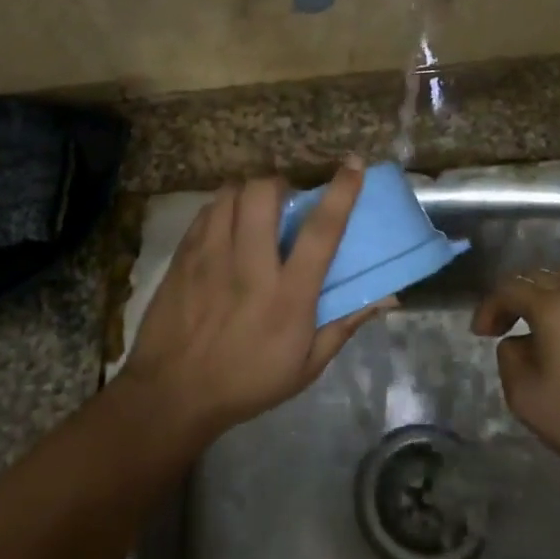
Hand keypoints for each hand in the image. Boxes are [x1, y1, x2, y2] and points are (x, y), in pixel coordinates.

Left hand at [122, 162, 392, 442]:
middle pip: (263, 194)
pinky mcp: (183, 258)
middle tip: (285, 200)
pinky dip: (221, 208)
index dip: (341, 193)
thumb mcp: (306, 366)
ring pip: (230, 194)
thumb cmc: (247, 382)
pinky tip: (225, 227)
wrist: (172, 394)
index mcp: (288, 296)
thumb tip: (387, 298)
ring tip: (253, 209)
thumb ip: (345, 324)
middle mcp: (249, 267)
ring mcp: (210, 258)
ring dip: (247, 192)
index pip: (321, 232)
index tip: (352, 165)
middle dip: (279, 184)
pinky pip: (205, 212)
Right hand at [471, 265, 559, 486]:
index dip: (489, 307)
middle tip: (502, 328)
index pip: (510, 288)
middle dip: (514, 298)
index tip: (481, 333)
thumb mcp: (524, 395)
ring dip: (547, 292)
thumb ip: (508, 356)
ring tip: (540, 319)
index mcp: (554, 308)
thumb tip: (517, 341)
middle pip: (539, 277)